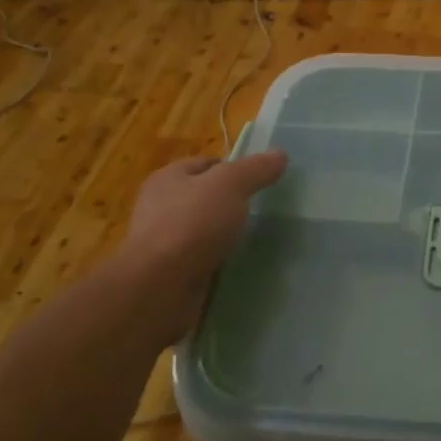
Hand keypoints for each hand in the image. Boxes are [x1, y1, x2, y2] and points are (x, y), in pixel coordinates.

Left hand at [114, 150, 287, 324]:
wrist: (162, 286)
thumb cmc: (193, 224)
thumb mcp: (230, 185)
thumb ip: (255, 169)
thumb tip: (280, 155)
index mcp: (168, 178)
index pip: (207, 164)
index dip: (234, 169)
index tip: (261, 182)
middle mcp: (161, 206)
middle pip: (204, 197)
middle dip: (231, 204)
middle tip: (261, 211)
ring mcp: (164, 242)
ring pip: (204, 230)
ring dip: (224, 235)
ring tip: (253, 239)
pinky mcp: (170, 272)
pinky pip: (201, 259)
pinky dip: (218, 260)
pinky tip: (237, 264)